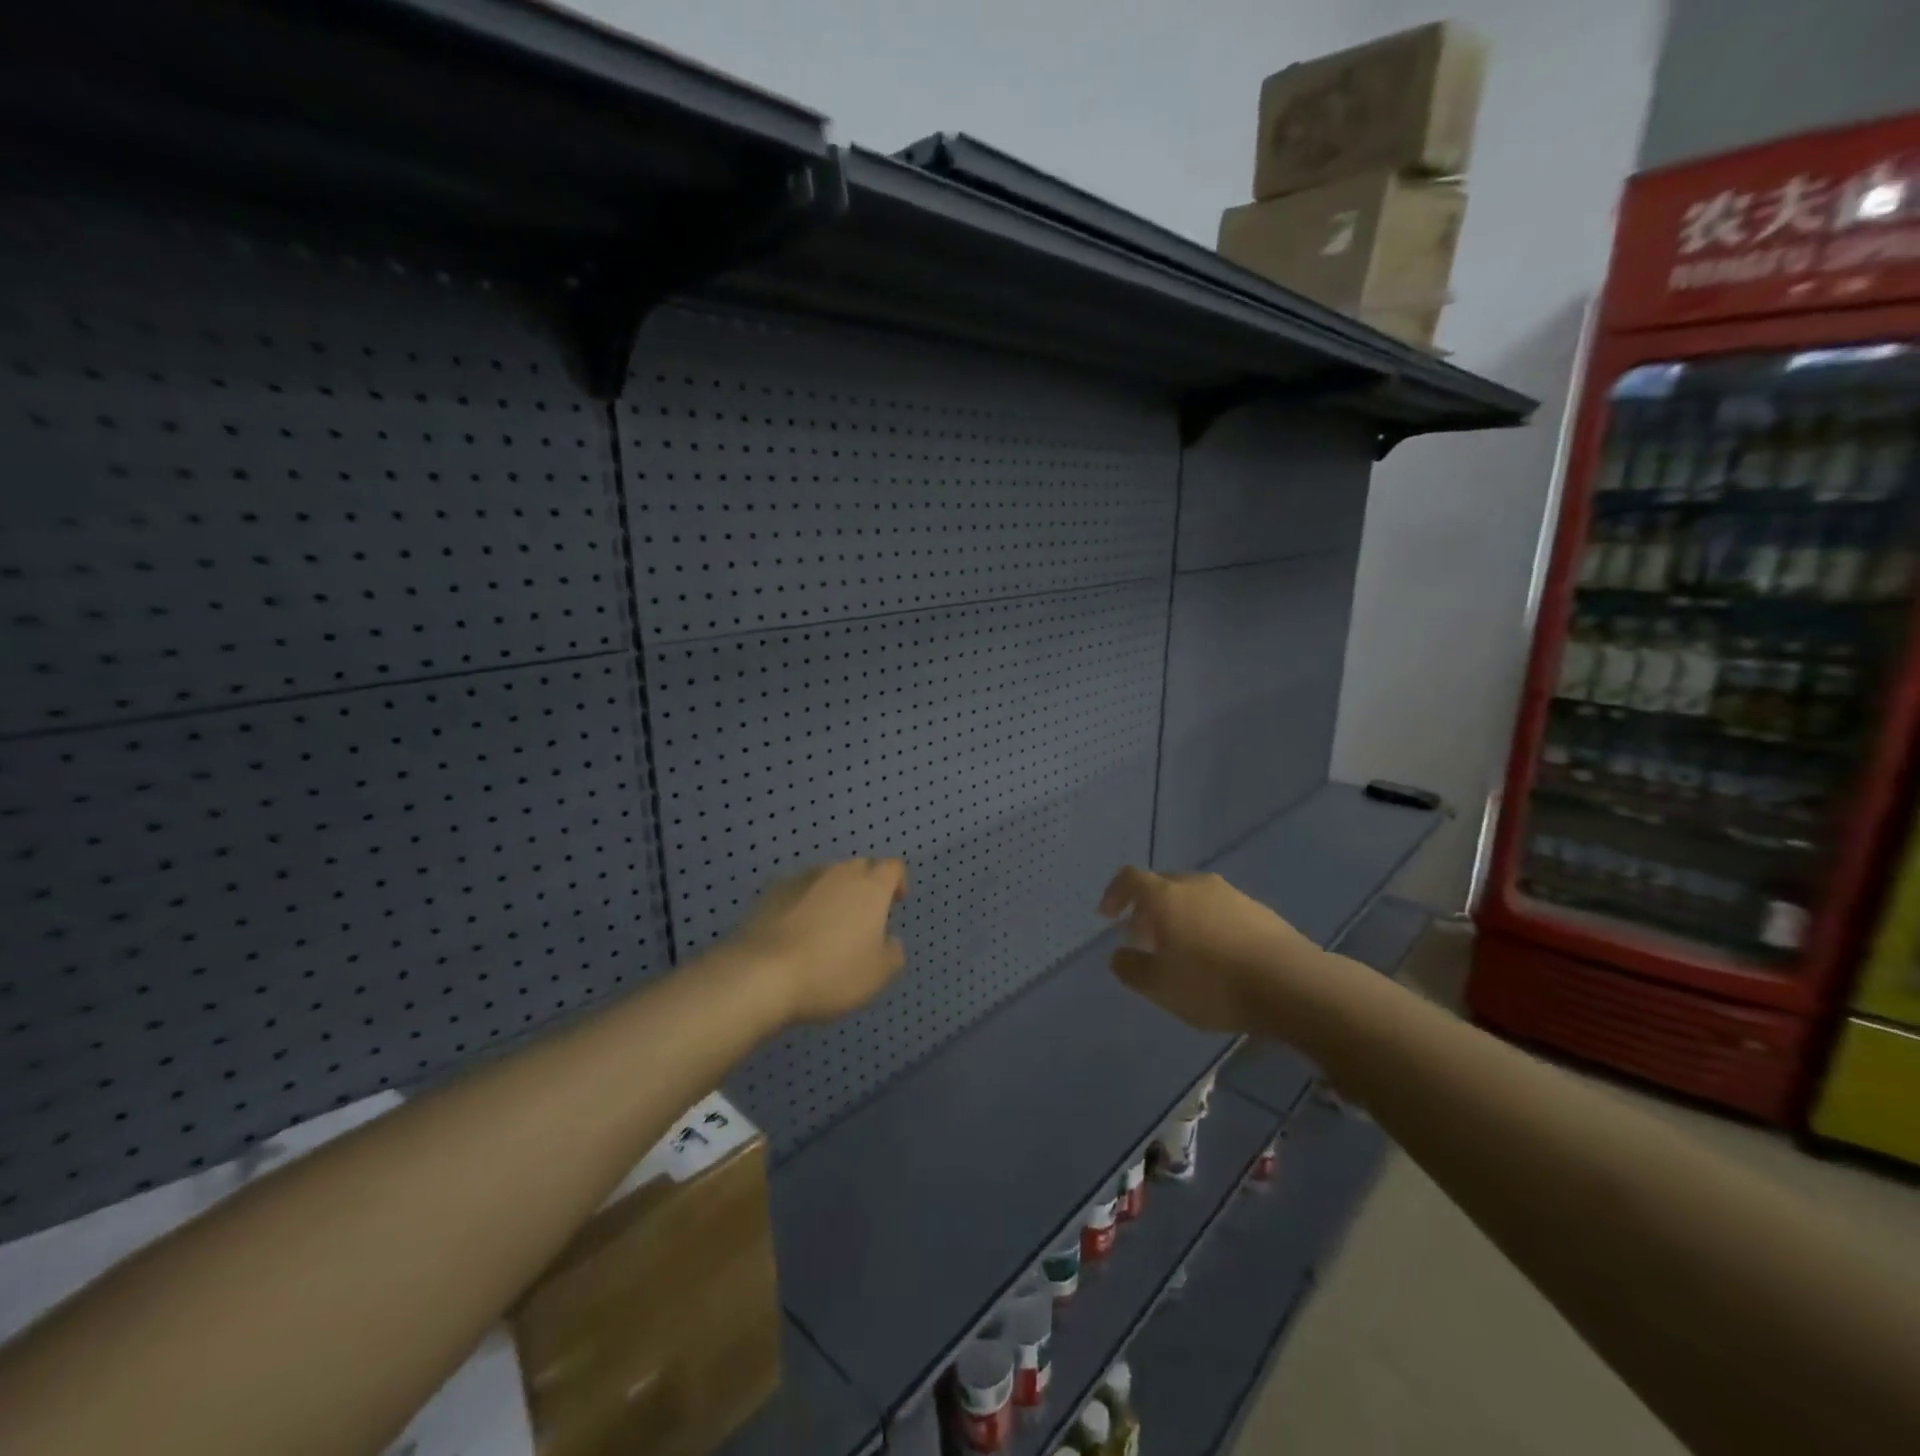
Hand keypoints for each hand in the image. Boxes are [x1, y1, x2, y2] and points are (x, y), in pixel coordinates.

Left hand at [728, 858, 908, 1023]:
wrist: (761, 974)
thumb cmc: (831, 973)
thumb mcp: (877, 975)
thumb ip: (893, 954)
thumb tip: (889, 941)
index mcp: (870, 887)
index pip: (892, 867)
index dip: (897, 881)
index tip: (895, 902)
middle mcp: (837, 873)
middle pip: (859, 867)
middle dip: (865, 885)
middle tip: (863, 917)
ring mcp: (801, 879)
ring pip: (826, 878)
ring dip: (832, 894)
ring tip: (826, 927)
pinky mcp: (770, 892)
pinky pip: (797, 891)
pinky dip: (803, 904)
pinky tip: (796, 932)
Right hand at [1097, 866, 1324, 1034]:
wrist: (1291, 984)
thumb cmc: (1212, 983)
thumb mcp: (1159, 986)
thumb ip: (1131, 968)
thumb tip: (1118, 954)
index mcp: (1166, 896)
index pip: (1130, 878)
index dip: (1115, 893)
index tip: (1108, 916)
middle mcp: (1196, 885)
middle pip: (1163, 886)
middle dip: (1147, 909)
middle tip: (1143, 938)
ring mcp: (1232, 895)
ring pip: (1194, 898)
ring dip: (1179, 917)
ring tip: (1181, 950)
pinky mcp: (1260, 911)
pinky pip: (1221, 910)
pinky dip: (1208, 925)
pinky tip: (1217, 956)